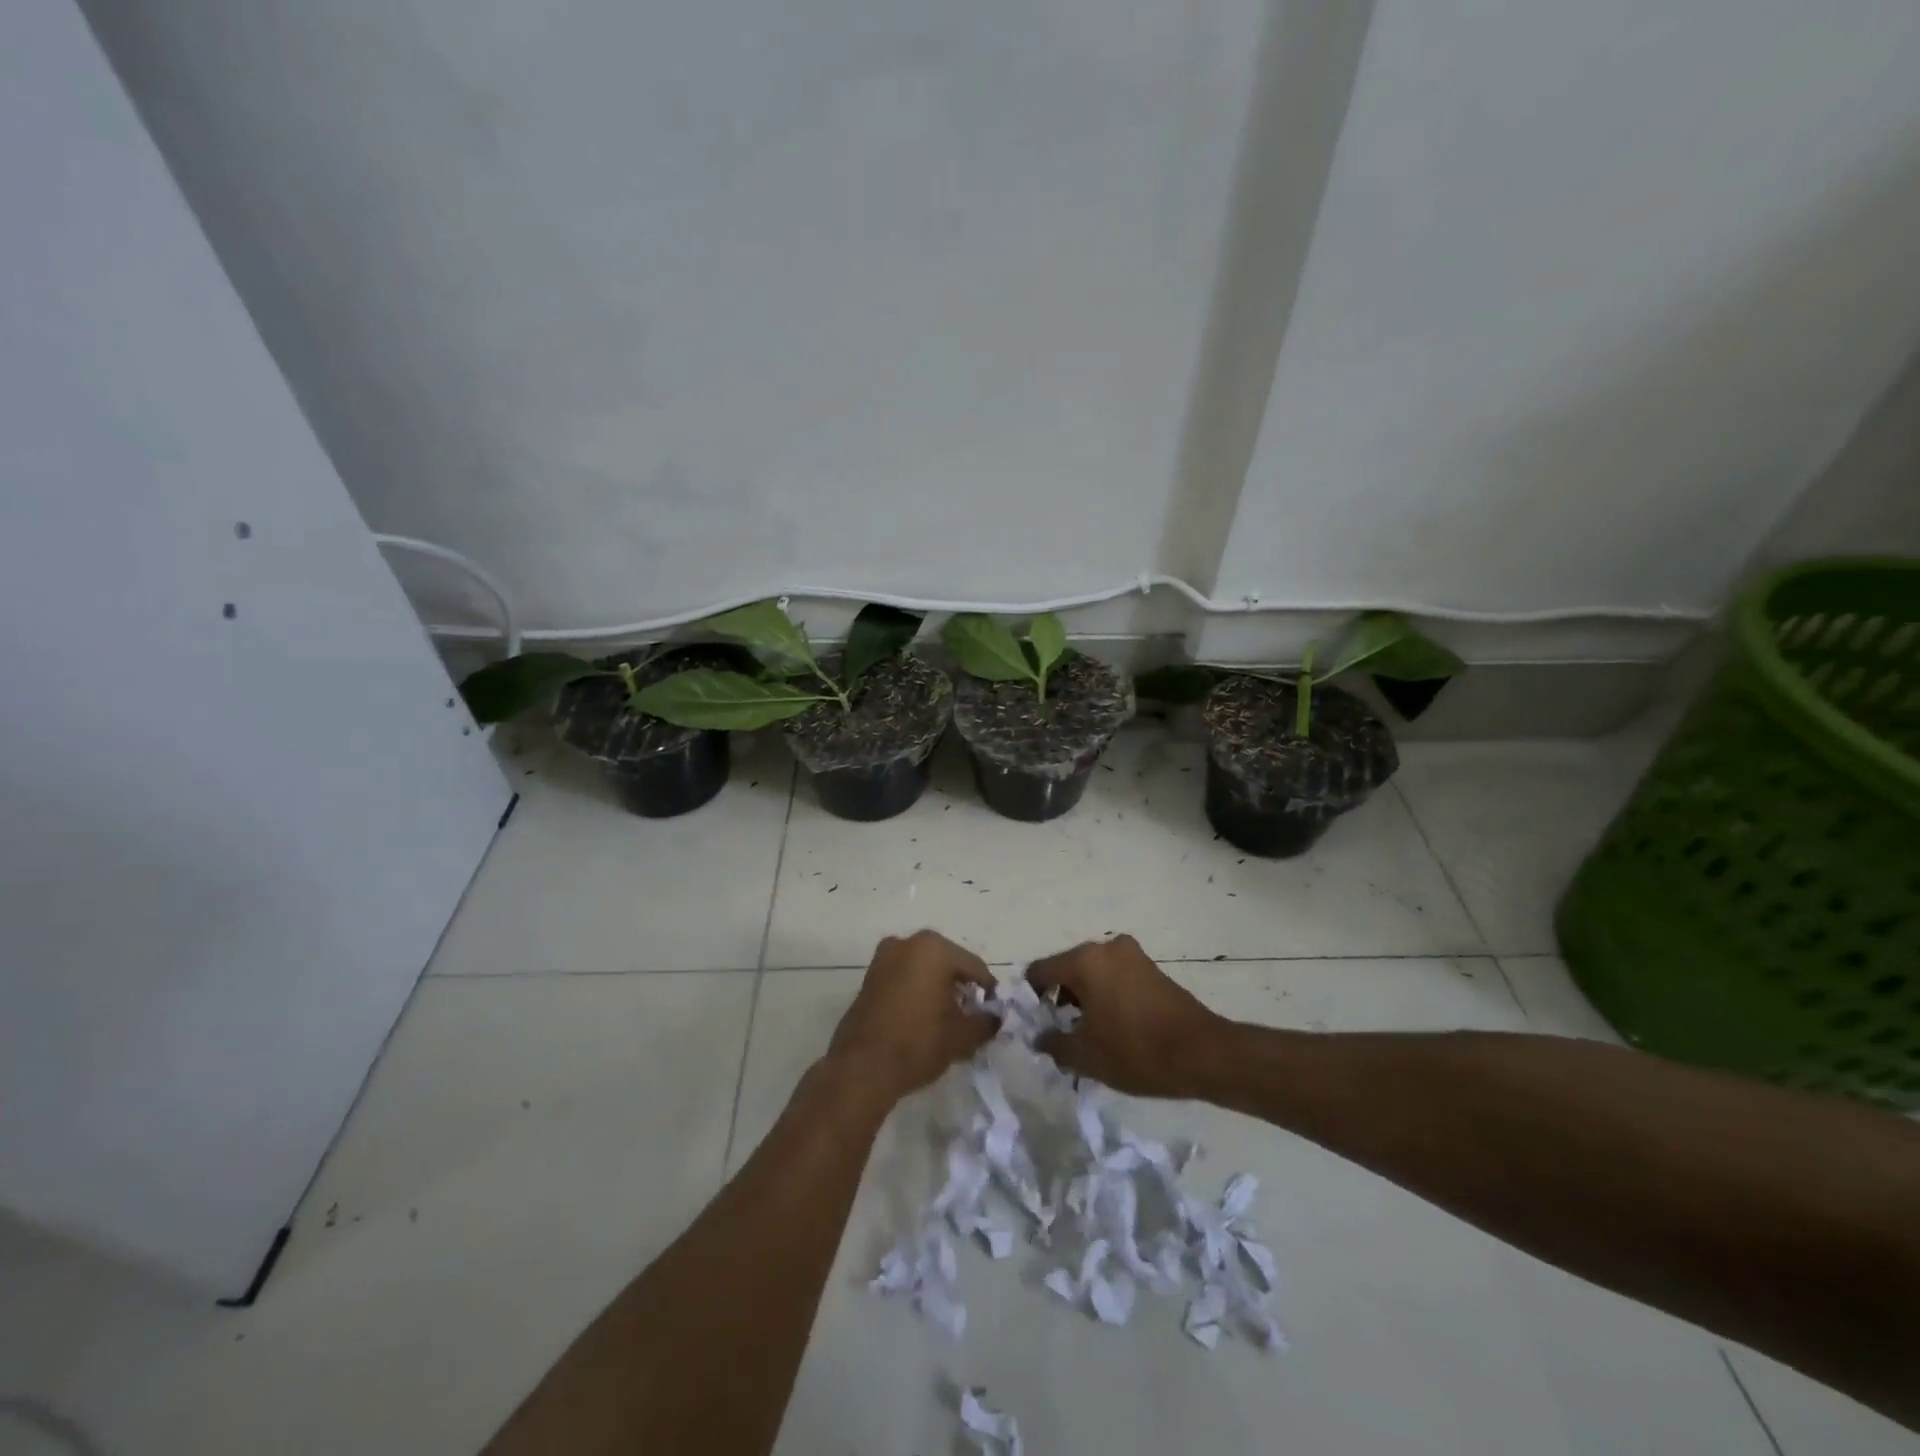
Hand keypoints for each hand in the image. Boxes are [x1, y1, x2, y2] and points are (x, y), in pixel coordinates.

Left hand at [826, 930, 998, 1104]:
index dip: (988, 990)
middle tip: (972, 1014)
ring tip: (947, 1018)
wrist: (862, 1068)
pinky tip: (922, 1017)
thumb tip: (995, 1017)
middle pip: (948, 963)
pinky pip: (903, 977)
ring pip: (923, 969)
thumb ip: (986, 1022)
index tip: (995, 1011)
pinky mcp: (869, 976)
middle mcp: (907, 943)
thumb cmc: (918, 1043)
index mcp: (934, 949)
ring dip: (938, 988)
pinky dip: (916, 990)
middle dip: (961, 986)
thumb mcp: (962, 1036)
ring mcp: (884, 958)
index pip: (974, 966)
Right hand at [1026, 935, 1226, 1097]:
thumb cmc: (1136, 1051)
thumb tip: (1038, 1037)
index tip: (1031, 1023)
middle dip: (1058, 997)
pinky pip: (1115, 976)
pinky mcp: (1151, 968)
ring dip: (1083, 997)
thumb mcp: (1085, 1056)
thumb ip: (1053, 1044)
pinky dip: (1105, 995)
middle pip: (1066, 968)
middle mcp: (1105, 948)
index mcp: (1084, 961)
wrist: (1203, 1054)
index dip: (1030, 997)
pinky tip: (1111, 1026)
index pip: (1039, 971)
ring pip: (1092, 972)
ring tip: (1085, 1032)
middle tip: (1057, 1031)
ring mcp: (1132, 955)